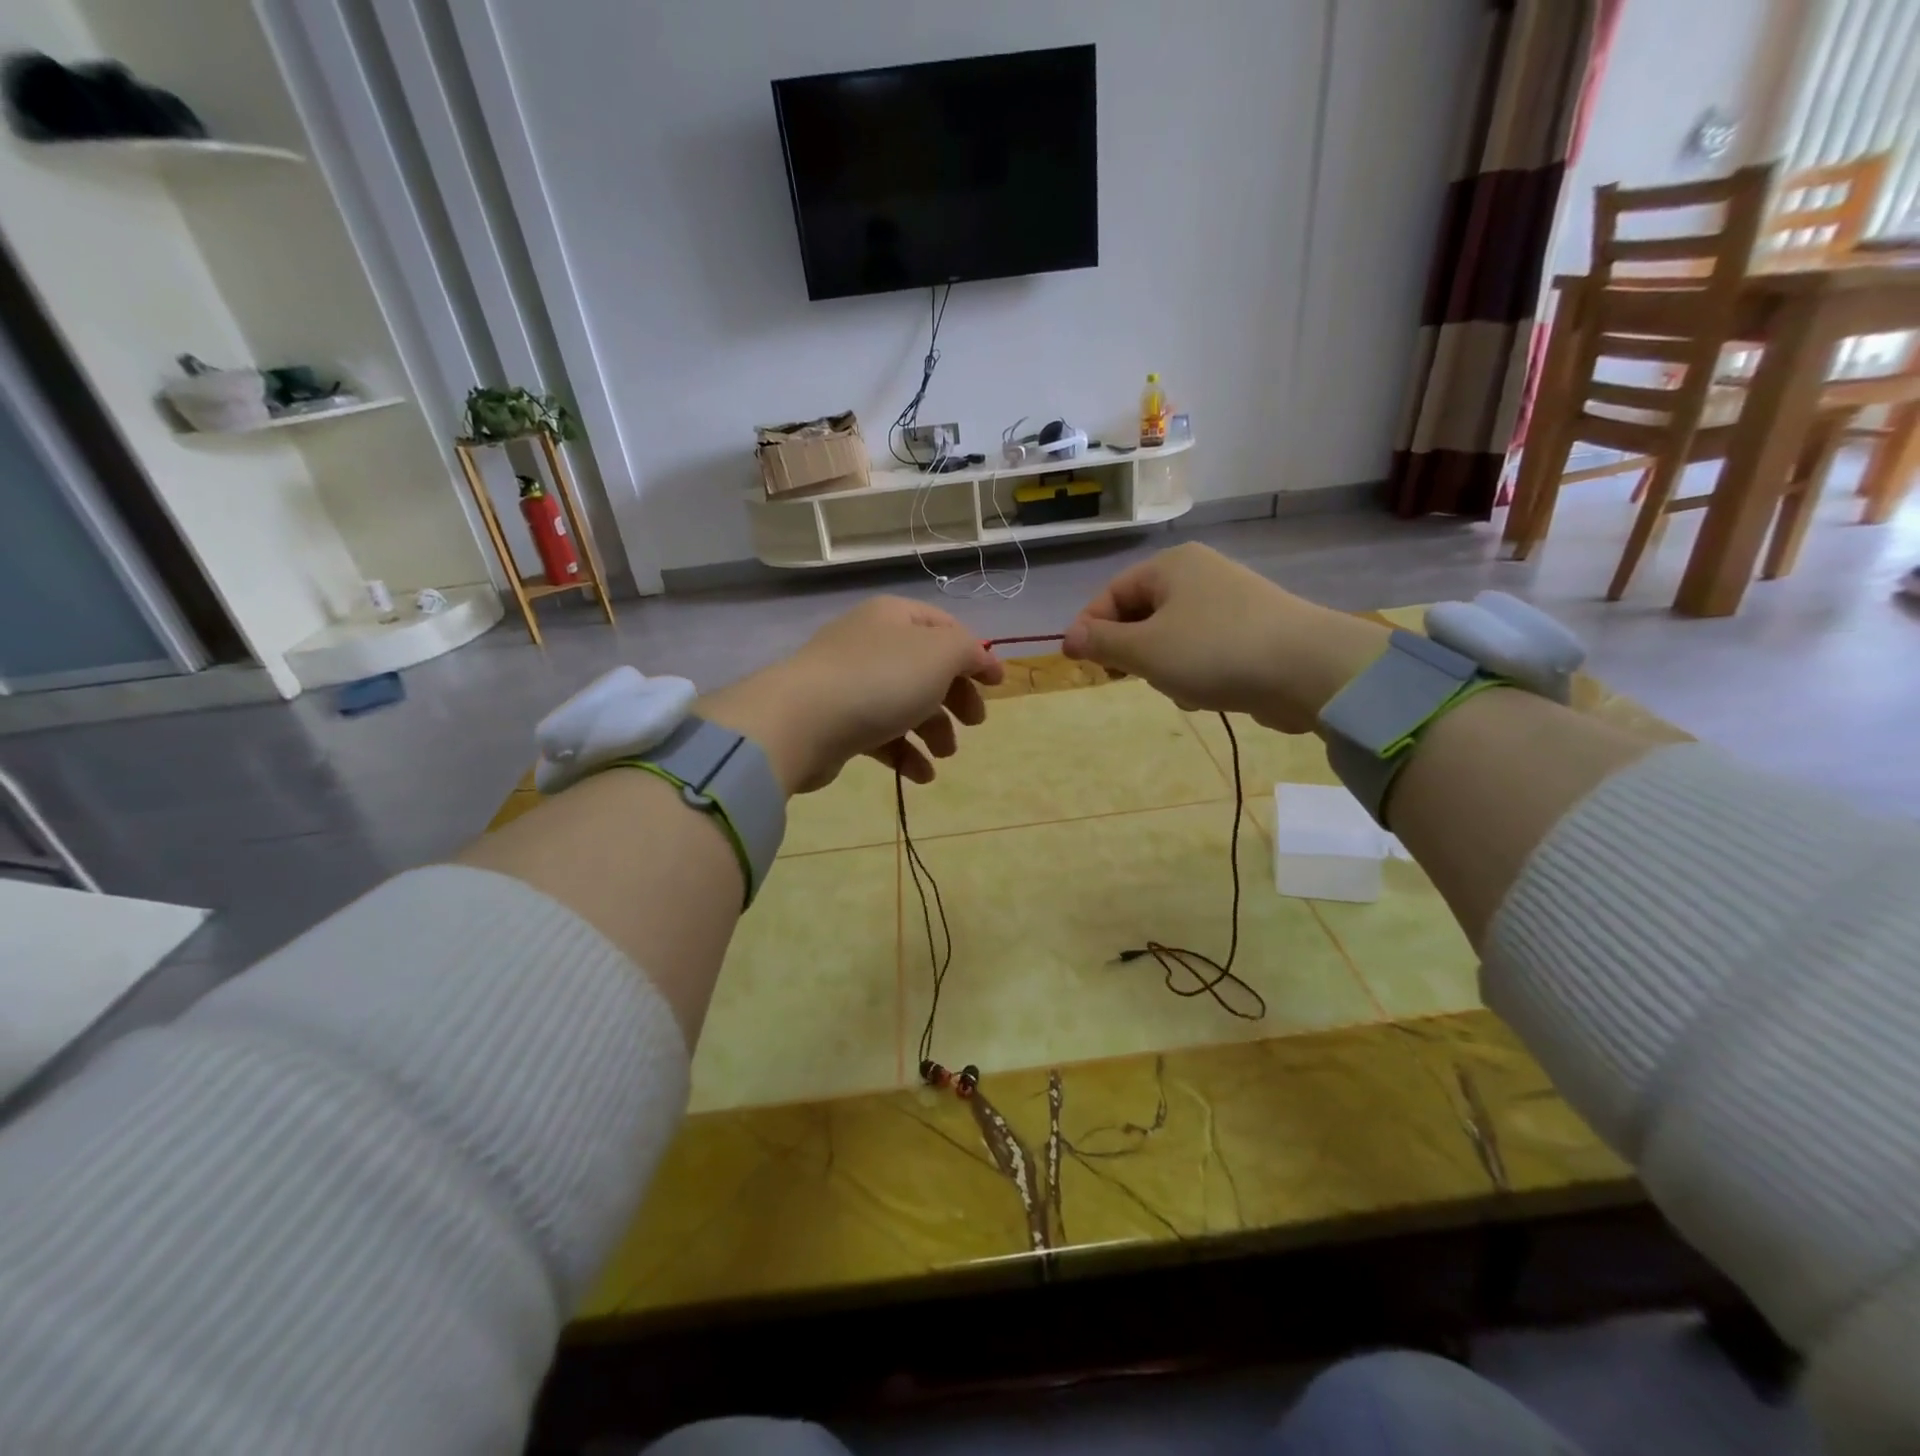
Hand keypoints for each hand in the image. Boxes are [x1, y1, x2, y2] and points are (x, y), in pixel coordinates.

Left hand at [700, 597, 1003, 792]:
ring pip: (904, 703)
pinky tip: (920, 776)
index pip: (945, 628)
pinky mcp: (836, 721)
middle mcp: (870, 643)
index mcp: (894, 617)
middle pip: (926, 668)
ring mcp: (849, 682)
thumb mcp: (940, 655)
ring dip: (933, 730)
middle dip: (955, 697)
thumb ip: (968, 652)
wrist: (802, 721)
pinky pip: (880, 733)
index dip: (975, 655)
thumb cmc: (880, 679)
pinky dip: (904, 752)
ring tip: (945, 754)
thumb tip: (977, 660)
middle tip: (975, 723)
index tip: (998, 686)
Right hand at [1061, 543, 1387, 732]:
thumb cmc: (1213, 651)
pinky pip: (1201, 651)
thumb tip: (1070, 638)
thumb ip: (1102, 643)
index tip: (1080, 664)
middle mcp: (1199, 575)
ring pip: (1170, 638)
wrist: (1307, 669)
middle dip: (1132, 652)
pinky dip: (1195, 673)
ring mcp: (1228, 603)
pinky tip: (1206, 694)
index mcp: (1170, 566)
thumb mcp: (1145, 650)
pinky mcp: (1250, 632)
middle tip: (1130, 677)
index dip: (1090, 629)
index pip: (1112, 594)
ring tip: (1180, 688)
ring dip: (1164, 668)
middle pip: (1141, 615)